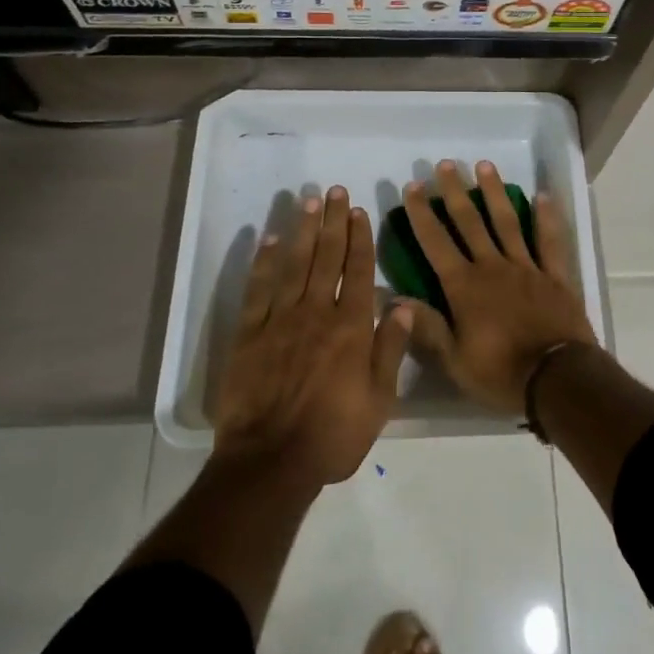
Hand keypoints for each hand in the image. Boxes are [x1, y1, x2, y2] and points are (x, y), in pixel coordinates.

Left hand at [214, 186, 413, 487]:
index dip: (360, 238)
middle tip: (335, 191)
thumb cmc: (333, 436)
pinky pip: (259, 290)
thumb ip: (391, 350)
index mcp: (352, 328)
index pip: (359, 271)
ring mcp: (281, 320)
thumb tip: (403, 306)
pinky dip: (264, 263)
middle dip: (333, 222)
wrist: (270, 463)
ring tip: (309, 202)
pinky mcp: (250, 334)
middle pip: (327, 257)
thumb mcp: (379, 401)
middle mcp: (318, 313)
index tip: (359, 211)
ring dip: (303, 231)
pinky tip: (270, 240)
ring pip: (295, 265)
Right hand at [401, 160, 596, 415]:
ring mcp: (526, 267)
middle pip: (470, 222)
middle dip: (454, 191)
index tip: (412, 187)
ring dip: (494, 192)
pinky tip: (543, 196)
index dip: (422, 214)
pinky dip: (547, 218)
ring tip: (484, 165)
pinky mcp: (554, 276)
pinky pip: (550, 241)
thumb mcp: (454, 359)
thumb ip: (426, 326)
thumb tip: (392, 300)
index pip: (436, 242)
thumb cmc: (500, 373)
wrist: (556, 380)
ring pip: (507, 222)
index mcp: (464, 286)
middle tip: (445, 164)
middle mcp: (492, 266)